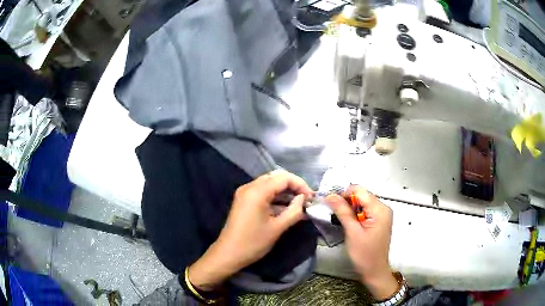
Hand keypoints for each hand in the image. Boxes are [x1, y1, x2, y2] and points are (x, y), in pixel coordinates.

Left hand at [188, 170, 312, 290]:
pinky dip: (275, 198)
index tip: (311, 198)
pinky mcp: (244, 201)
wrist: (228, 253)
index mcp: (257, 191)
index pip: (284, 178)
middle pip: (276, 178)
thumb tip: (304, 200)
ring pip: (270, 185)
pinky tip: (287, 209)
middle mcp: (250, 187)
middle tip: (306, 200)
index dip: (300, 185)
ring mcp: (245, 193)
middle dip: (293, 187)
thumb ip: (294, 211)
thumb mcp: (277, 228)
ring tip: (300, 205)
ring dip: (285, 193)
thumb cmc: (253, 242)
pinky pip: (263, 193)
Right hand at [326, 185, 397, 299]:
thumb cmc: (364, 254)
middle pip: (361, 195)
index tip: (331, 204)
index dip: (344, 194)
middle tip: (334, 213)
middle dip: (346, 201)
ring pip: (362, 202)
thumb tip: (330, 195)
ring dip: (350, 208)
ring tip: (340, 219)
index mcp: (380, 209)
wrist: (374, 270)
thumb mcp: (352, 232)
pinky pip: (365, 209)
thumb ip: (343, 211)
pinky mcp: (379, 219)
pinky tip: (349, 223)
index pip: (359, 190)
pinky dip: (355, 213)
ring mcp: (382, 213)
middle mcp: (383, 207)